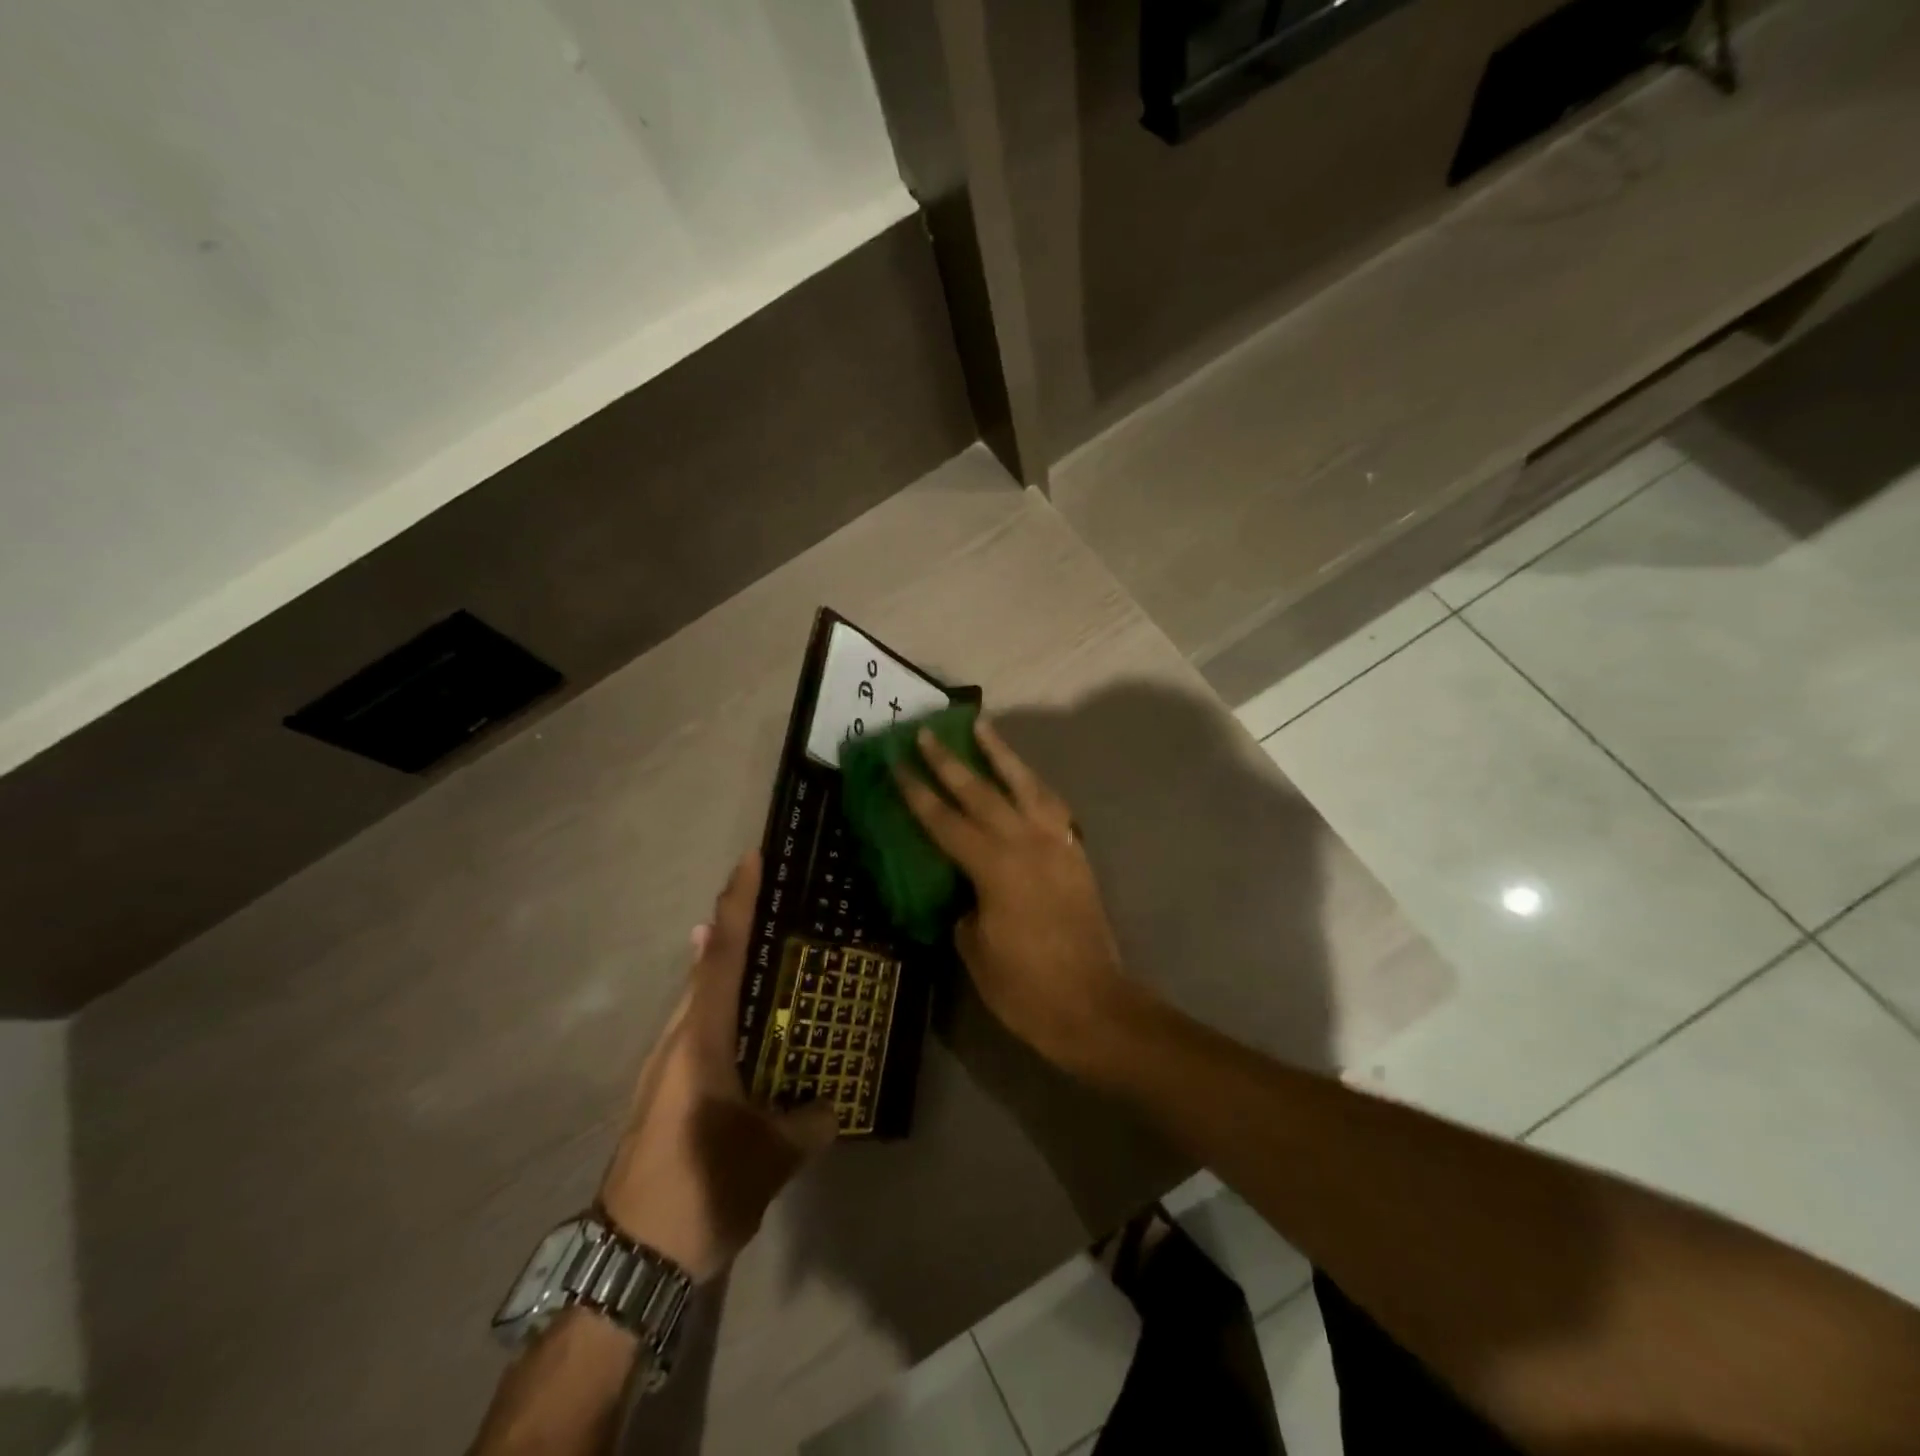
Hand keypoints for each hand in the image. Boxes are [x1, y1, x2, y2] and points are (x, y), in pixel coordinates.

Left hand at [599, 853, 835, 1281]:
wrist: (628, 1259)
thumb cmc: (701, 1192)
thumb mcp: (770, 1158)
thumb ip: (809, 1121)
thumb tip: (833, 1102)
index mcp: (701, 1042)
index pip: (720, 957)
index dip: (736, 905)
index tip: (749, 860)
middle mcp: (676, 1040)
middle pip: (704, 967)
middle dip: (732, 925)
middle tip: (775, 900)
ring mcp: (663, 1064)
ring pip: (696, 997)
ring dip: (723, 965)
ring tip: (765, 951)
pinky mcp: (662, 1087)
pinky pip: (695, 1025)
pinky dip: (719, 1004)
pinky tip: (744, 1021)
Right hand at [896, 718, 1139, 1079]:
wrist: (1093, 1006)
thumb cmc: (1025, 988)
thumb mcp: (975, 950)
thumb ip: (965, 908)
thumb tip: (966, 891)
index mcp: (994, 867)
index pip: (945, 821)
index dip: (917, 791)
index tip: (897, 761)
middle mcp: (1026, 843)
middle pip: (982, 792)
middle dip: (951, 761)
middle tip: (928, 732)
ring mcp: (1056, 845)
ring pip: (1026, 785)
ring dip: (1002, 754)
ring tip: (983, 727)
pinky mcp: (1075, 855)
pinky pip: (1052, 807)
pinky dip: (1034, 785)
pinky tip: (1024, 778)